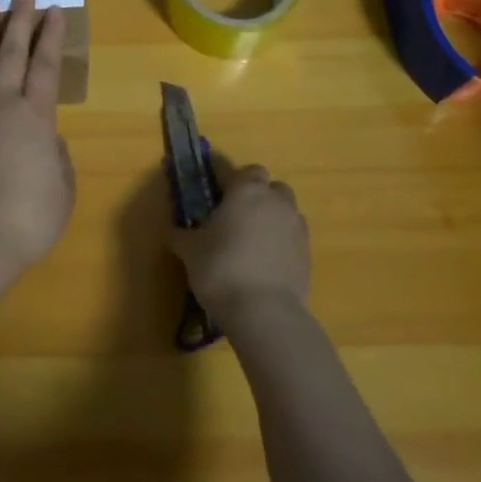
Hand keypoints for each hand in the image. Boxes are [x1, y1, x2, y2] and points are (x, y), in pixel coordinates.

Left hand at [0, 0, 74, 276]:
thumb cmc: (29, 219)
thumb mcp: (62, 187)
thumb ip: (56, 155)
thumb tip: (45, 138)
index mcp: (34, 117)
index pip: (45, 66)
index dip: (51, 36)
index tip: (55, 10)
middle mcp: (0, 105)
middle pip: (11, 53)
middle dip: (19, 19)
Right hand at [168, 164, 310, 330]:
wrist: (265, 313)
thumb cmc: (221, 269)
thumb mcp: (190, 251)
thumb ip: (181, 236)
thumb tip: (172, 232)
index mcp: (244, 190)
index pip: (230, 169)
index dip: (218, 173)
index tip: (209, 181)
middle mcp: (273, 200)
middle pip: (266, 183)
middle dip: (252, 190)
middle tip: (232, 211)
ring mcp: (295, 225)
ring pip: (285, 206)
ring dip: (270, 212)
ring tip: (252, 234)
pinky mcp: (307, 251)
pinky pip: (293, 233)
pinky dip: (281, 237)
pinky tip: (266, 257)